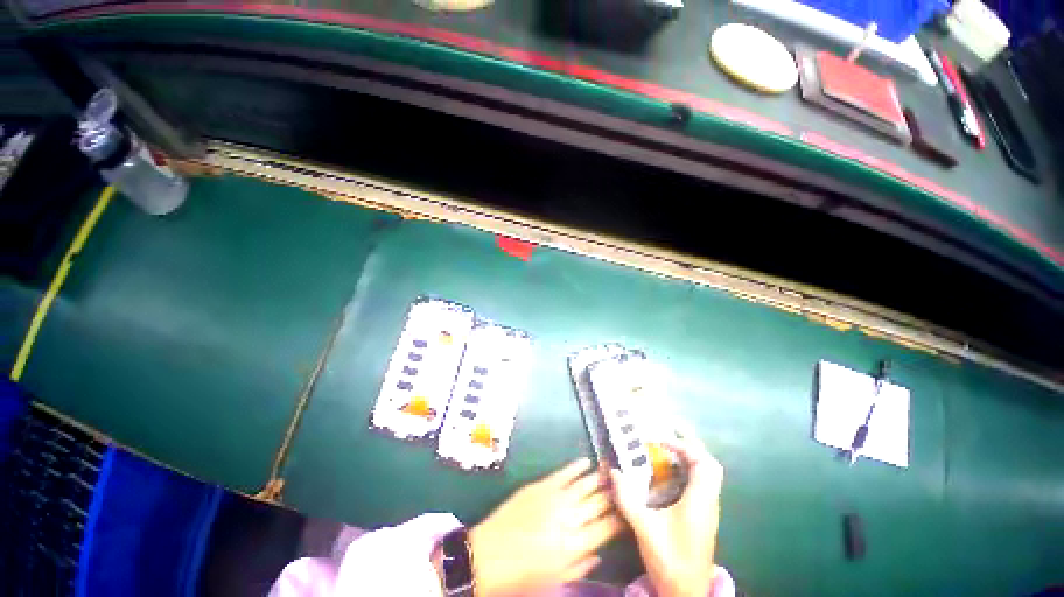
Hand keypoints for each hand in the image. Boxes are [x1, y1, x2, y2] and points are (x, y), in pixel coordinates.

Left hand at [469, 458, 622, 595]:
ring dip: (599, 477)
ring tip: (611, 470)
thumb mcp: (553, 580)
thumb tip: (599, 552)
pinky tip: (587, 462)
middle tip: (625, 484)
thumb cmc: (520, 575)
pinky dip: (576, 467)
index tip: (630, 510)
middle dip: (613, 494)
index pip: (606, 528)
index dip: (620, 518)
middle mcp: (569, 519)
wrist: (486, 555)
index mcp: (574, 546)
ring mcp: (554, 499)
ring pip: (584, 485)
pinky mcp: (540, 486)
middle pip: (598, 503)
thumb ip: (580, 566)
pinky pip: (563, 473)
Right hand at [611, 434, 723, 596]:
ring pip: (708, 476)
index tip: (661, 442)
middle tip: (669, 435)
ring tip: (668, 449)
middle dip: (692, 446)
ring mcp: (709, 511)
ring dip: (691, 458)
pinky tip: (671, 474)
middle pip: (710, 466)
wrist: (686, 593)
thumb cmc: (669, 559)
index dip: (684, 446)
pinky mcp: (704, 517)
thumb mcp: (644, 527)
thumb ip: (627, 498)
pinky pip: (702, 485)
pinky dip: (689, 472)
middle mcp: (709, 502)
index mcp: (699, 501)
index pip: (703, 463)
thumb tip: (613, 471)